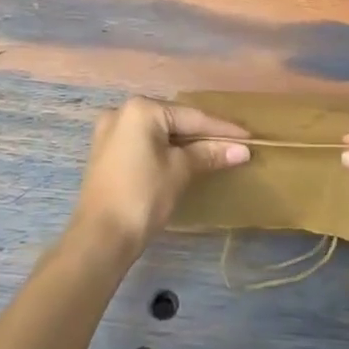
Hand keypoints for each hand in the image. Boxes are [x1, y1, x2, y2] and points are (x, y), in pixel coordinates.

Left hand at [72, 97, 249, 255]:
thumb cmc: (143, 197)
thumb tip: (242, 150)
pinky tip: (183, 158)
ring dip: (184, 142)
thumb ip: (209, 154)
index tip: (248, 136)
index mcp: (141, 109)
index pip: (191, 117)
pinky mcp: (106, 152)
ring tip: (214, 150)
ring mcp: (110, 132)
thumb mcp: (180, 171)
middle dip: (203, 134)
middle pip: (174, 120)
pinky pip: (144, 143)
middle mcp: (122, 112)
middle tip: (233, 144)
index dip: (221, 129)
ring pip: (158, 132)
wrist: (100, 238)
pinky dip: (164, 149)